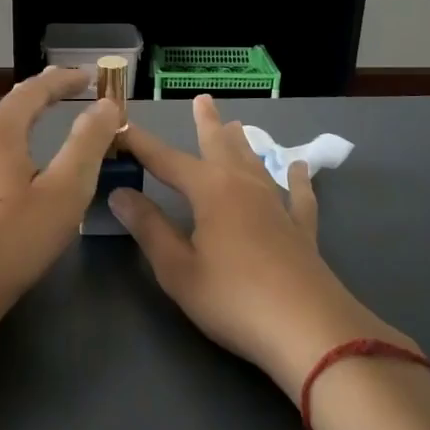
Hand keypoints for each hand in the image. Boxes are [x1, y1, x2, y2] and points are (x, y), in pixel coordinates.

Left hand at [0, 67, 120, 332]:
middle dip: (44, 95)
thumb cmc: (12, 239)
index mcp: (0, 130)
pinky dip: (7, 145)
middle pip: (12, 105)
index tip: (90, 76)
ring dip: (22, 119)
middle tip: (71, 91)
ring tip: (41, 120)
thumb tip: (106, 105)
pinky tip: (3, 161)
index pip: (35, 89)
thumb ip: (88, 143)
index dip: (65, 80)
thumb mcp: (65, 190)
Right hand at [111, 96, 414, 400]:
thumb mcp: (178, 268)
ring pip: (255, 163)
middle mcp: (244, 186)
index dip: (141, 145)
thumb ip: (148, 228)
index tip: (120, 128)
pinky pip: (298, 195)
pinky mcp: (301, 230)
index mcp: (210, 191)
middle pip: (219, 146)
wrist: (309, 330)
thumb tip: (120, 193)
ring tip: (238, 125)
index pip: (165, 160)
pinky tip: (299, 168)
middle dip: (206, 124)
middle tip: (202, 99)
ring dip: (243, 143)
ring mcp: (277, 206)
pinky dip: (297, 180)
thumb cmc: (233, 298)